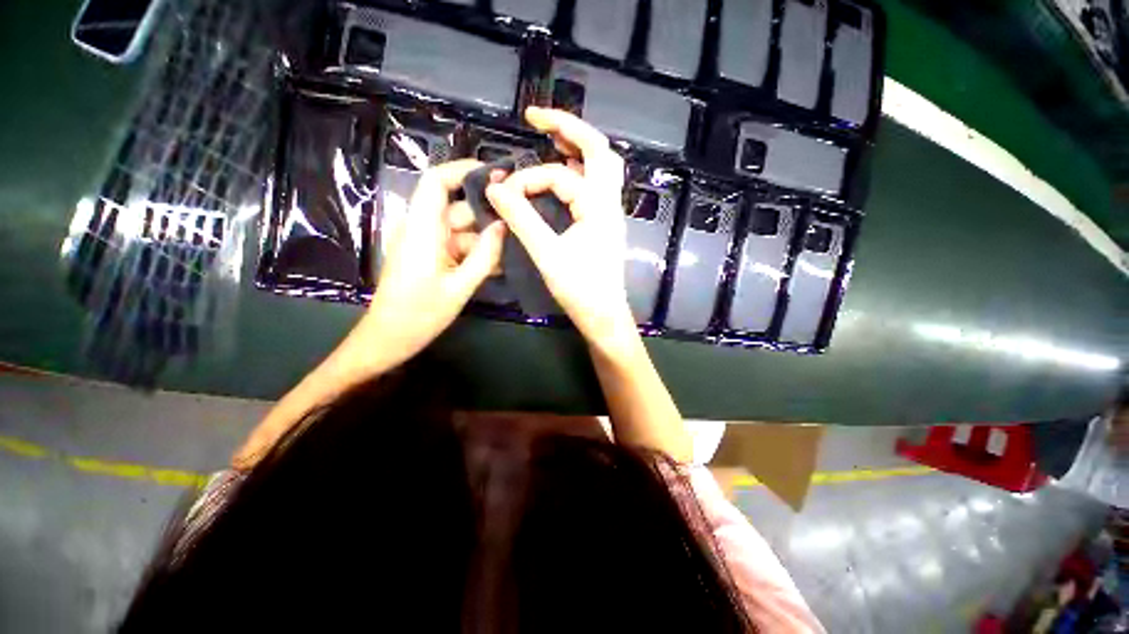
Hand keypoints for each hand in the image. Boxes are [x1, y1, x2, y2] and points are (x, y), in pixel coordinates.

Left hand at [362, 159, 504, 367]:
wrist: (390, 339)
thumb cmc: (420, 314)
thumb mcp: (460, 286)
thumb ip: (485, 255)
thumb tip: (504, 226)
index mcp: (422, 228)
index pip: (437, 181)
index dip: (465, 171)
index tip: (498, 176)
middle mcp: (422, 228)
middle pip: (457, 207)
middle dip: (488, 213)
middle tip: (520, 221)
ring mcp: (426, 243)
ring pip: (461, 229)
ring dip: (486, 238)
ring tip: (516, 246)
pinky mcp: (430, 256)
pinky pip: (457, 245)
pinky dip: (476, 252)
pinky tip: (499, 263)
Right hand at [485, 107, 634, 351]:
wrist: (603, 315)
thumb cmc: (579, 289)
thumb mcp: (547, 254)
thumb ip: (521, 219)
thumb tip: (494, 189)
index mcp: (598, 206)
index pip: (560, 176)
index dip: (529, 179)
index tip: (503, 194)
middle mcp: (610, 202)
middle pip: (599, 150)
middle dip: (568, 128)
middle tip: (537, 118)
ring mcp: (610, 212)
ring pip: (602, 166)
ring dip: (577, 148)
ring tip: (551, 138)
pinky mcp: (605, 223)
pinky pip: (596, 186)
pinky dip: (579, 172)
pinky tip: (563, 174)